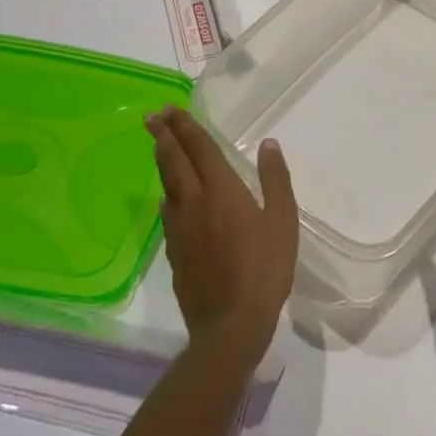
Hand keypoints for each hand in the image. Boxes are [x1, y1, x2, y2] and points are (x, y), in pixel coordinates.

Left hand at [148, 108, 298, 366]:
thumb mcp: (283, 220)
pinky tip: (168, 199)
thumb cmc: (264, 269)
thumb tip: (268, 144)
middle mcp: (194, 202)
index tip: (170, 109)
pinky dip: (166, 196)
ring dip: (162, 162)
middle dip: (163, 136)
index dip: (184, 126)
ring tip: (158, 147)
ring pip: (167, 186)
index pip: (199, 148)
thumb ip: (275, 179)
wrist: (230, 326)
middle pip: (174, 162)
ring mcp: (180, 229)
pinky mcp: (174, 253)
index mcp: (221, 190)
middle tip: (152, 117)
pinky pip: (167, 214)